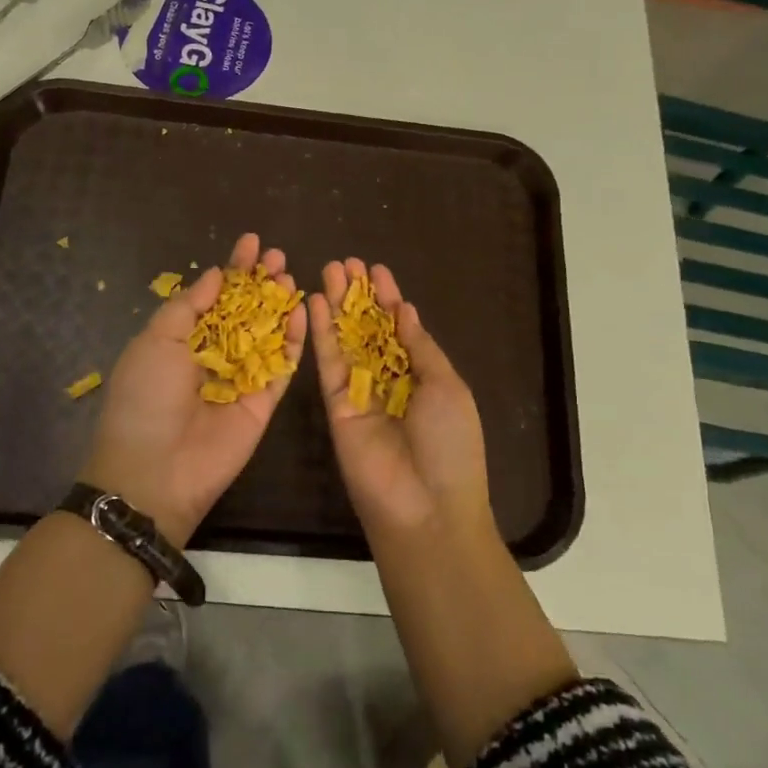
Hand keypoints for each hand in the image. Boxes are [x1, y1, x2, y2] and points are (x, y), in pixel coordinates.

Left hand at [81, 232, 306, 545]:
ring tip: (292, 276)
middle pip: (245, 311)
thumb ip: (189, 306)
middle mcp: (214, 355)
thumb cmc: (146, 397)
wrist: (155, 471)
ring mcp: (241, 378)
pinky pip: (283, 367)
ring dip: (280, 304)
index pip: (214, 296)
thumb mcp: (156, 341)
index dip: (233, 268)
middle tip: (278, 256)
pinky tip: (303, 312)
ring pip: (268, 334)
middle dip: (260, 282)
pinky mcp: (264, 403)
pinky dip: (296, 341)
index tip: (252, 241)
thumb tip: (216, 274)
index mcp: (182, 339)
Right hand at [309, 260, 490, 542]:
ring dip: (338, 305)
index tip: (376, 269)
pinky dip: (322, 333)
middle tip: (346, 261)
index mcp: (422, 376)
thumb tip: (405, 310)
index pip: (400, 328)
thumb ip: (420, 347)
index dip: (388, 298)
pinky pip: (328, 363)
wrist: (425, 506)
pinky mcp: (335, 405)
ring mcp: (361, 392)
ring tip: (329, 268)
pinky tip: (317, 302)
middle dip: (359, 295)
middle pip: (369, 329)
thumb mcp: (447, 386)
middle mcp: (389, 380)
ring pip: (346, 340)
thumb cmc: (450, 443)